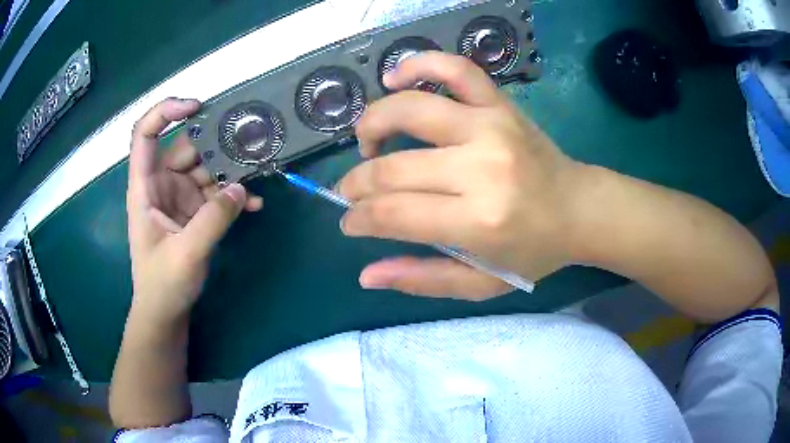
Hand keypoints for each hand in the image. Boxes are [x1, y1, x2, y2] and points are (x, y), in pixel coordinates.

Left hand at [126, 98, 261, 323]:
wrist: (166, 311)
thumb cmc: (163, 284)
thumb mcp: (186, 253)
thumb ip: (213, 219)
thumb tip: (242, 188)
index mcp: (145, 186)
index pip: (146, 134)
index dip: (166, 112)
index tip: (197, 108)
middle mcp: (162, 184)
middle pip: (187, 147)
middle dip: (216, 142)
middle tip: (250, 140)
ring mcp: (180, 196)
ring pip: (206, 167)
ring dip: (232, 169)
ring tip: (260, 171)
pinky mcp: (195, 210)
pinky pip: (217, 192)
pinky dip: (234, 195)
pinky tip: (255, 204)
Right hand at [337, 52, 586, 299]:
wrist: (580, 209)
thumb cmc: (533, 251)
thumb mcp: (481, 284)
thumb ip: (423, 280)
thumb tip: (366, 275)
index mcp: (478, 220)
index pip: (392, 213)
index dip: (358, 217)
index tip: (349, 220)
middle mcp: (481, 167)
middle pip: (393, 167)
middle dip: (357, 182)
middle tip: (351, 192)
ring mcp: (491, 126)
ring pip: (409, 109)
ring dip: (372, 124)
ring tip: (368, 143)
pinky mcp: (500, 104)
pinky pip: (454, 69)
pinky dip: (418, 65)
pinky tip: (395, 78)